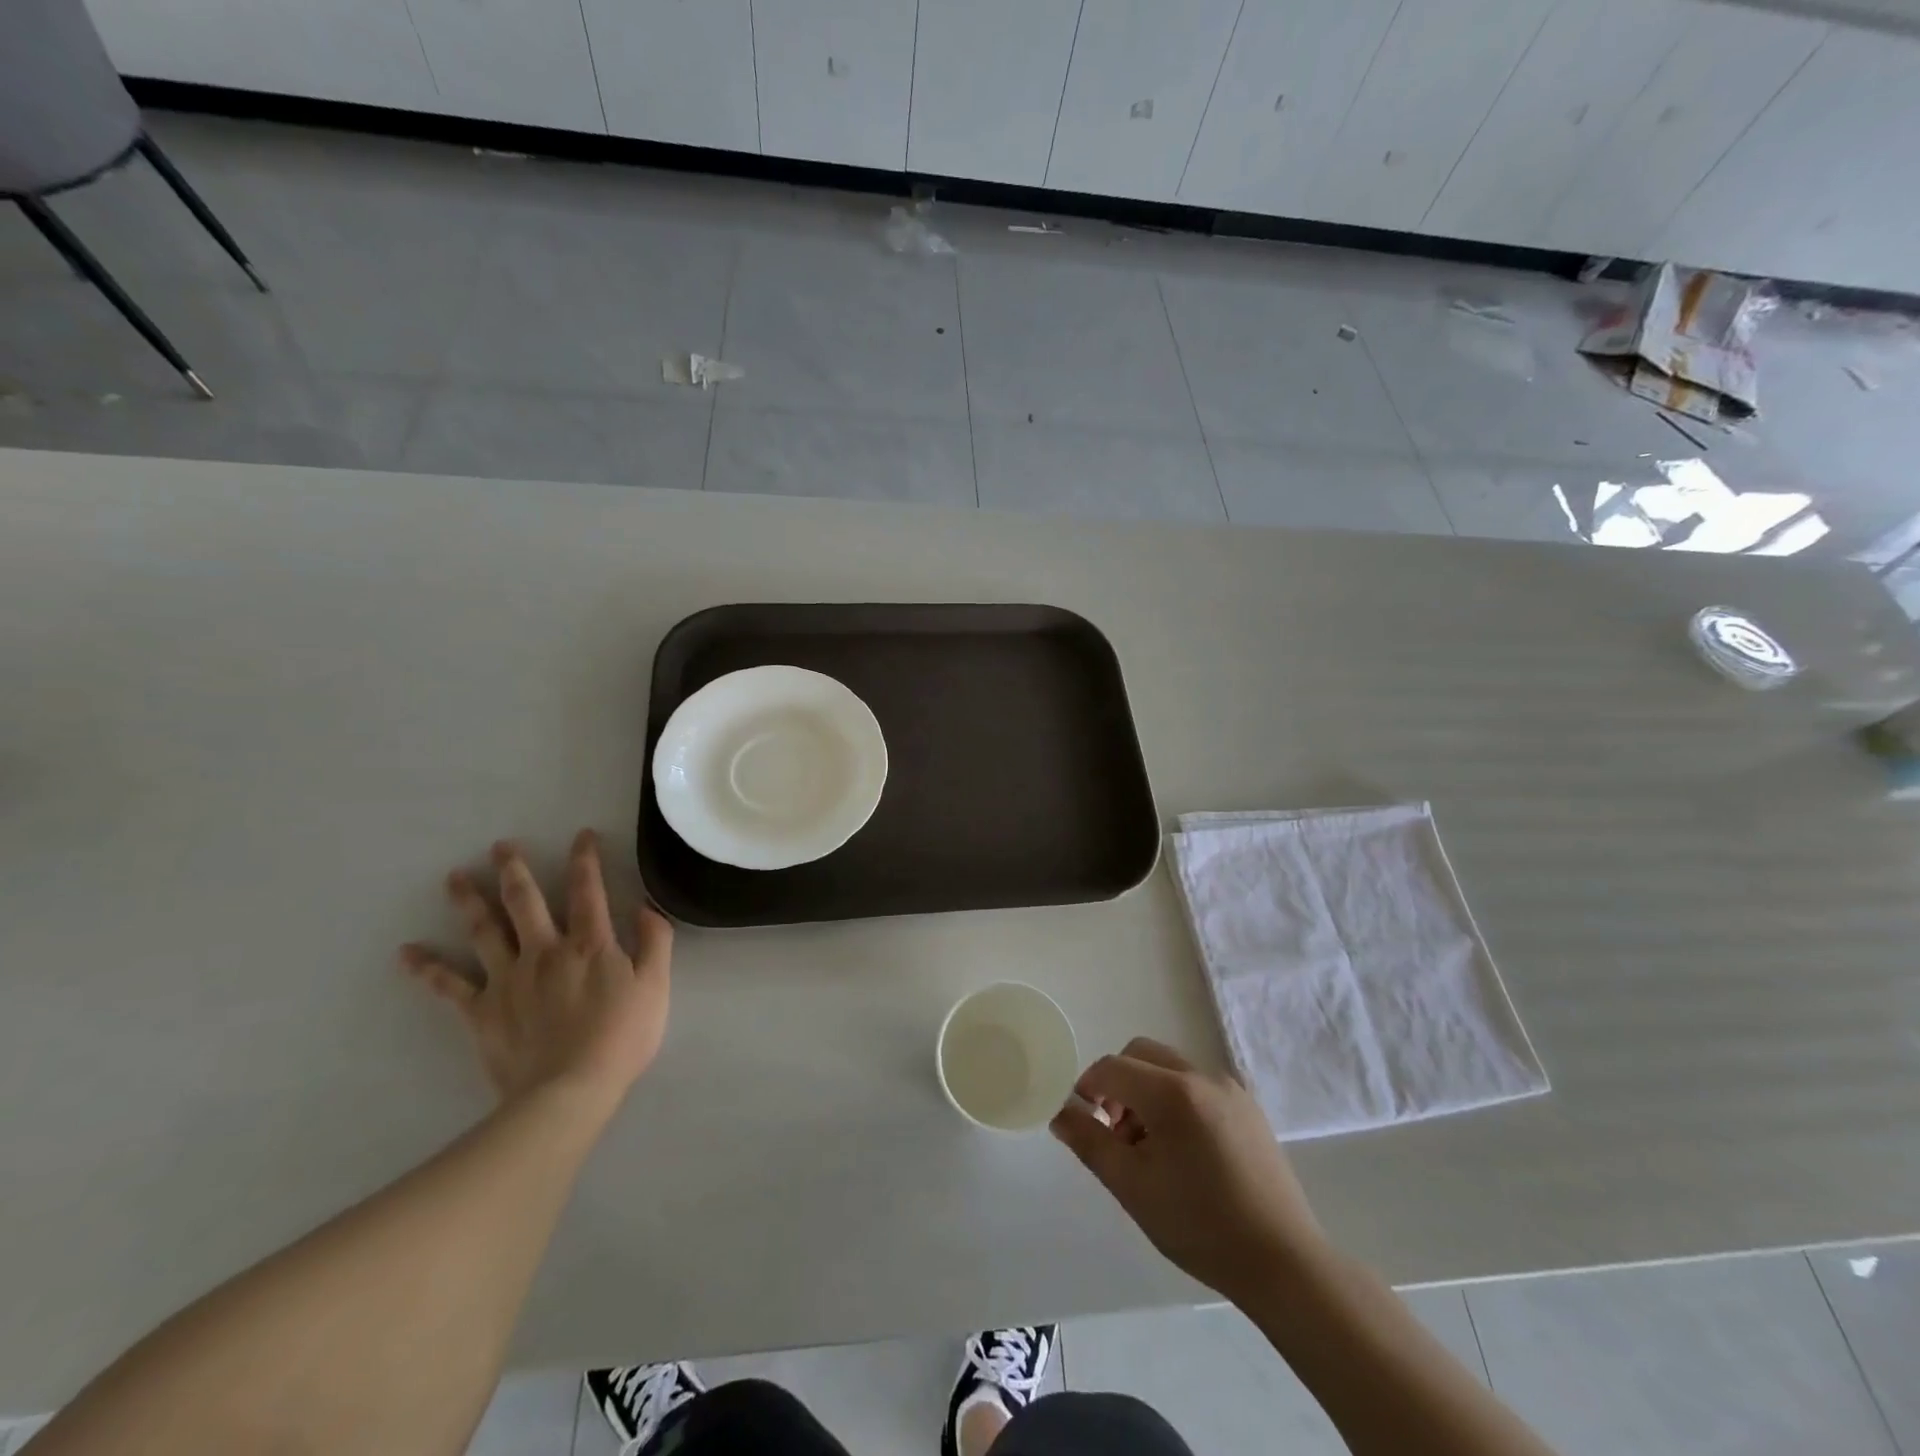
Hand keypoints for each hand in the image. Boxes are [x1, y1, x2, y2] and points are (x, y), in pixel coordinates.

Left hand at [401, 830, 672, 1108]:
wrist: (570, 1091)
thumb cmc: (621, 1037)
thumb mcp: (656, 987)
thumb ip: (655, 942)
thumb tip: (646, 906)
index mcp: (589, 944)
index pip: (587, 891)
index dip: (585, 860)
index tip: (581, 836)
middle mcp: (545, 951)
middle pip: (526, 902)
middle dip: (514, 870)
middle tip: (500, 846)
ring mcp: (509, 979)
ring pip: (485, 931)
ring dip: (469, 901)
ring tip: (454, 877)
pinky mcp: (483, 1010)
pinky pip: (450, 985)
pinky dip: (427, 968)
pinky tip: (407, 953)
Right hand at [1051, 1037, 1323, 1304]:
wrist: (1284, 1263)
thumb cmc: (1200, 1226)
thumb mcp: (1132, 1187)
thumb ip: (1090, 1142)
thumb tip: (1061, 1113)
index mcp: (1172, 1092)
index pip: (1112, 1067)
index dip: (1088, 1088)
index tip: (1084, 1123)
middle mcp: (1201, 1075)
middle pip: (1140, 1054)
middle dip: (1118, 1084)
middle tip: (1116, 1134)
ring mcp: (1229, 1088)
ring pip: (1168, 1067)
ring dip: (1146, 1092)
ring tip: (1150, 1149)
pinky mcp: (1247, 1105)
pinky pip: (1196, 1084)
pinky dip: (1175, 1099)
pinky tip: (1184, 1151)